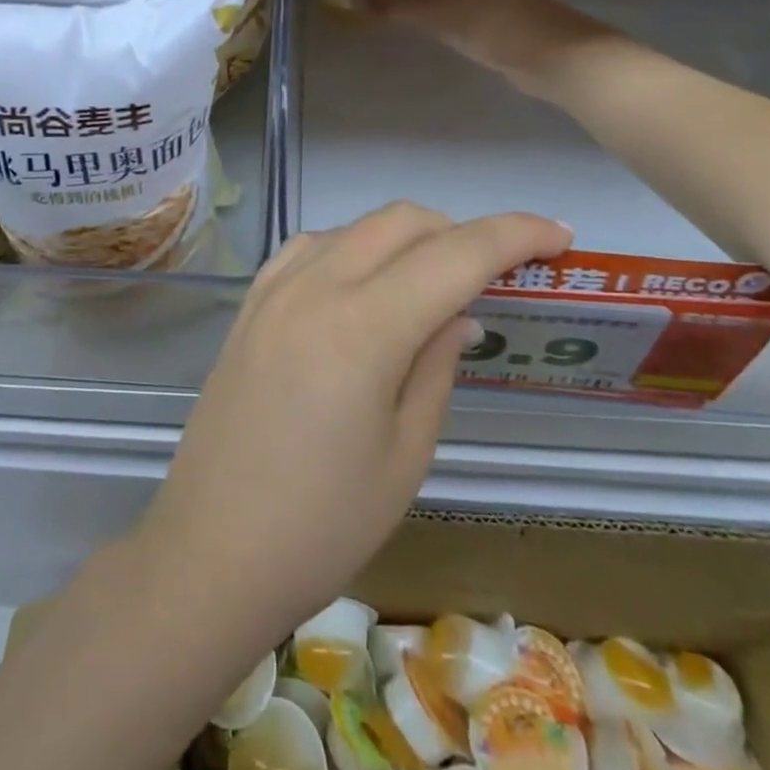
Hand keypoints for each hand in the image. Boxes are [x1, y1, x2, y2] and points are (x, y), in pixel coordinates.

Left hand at [133, 203, 572, 640]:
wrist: (211, 548)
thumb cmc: (323, 524)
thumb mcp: (406, 453)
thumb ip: (437, 365)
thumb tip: (461, 313)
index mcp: (364, 325)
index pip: (455, 253)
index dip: (514, 234)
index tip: (558, 234)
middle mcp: (315, 285)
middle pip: (402, 221)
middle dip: (459, 232)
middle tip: (494, 276)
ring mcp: (274, 288)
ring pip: (355, 227)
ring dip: (405, 238)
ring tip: (432, 287)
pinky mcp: (249, 303)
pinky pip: (310, 247)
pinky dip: (352, 249)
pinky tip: (364, 287)